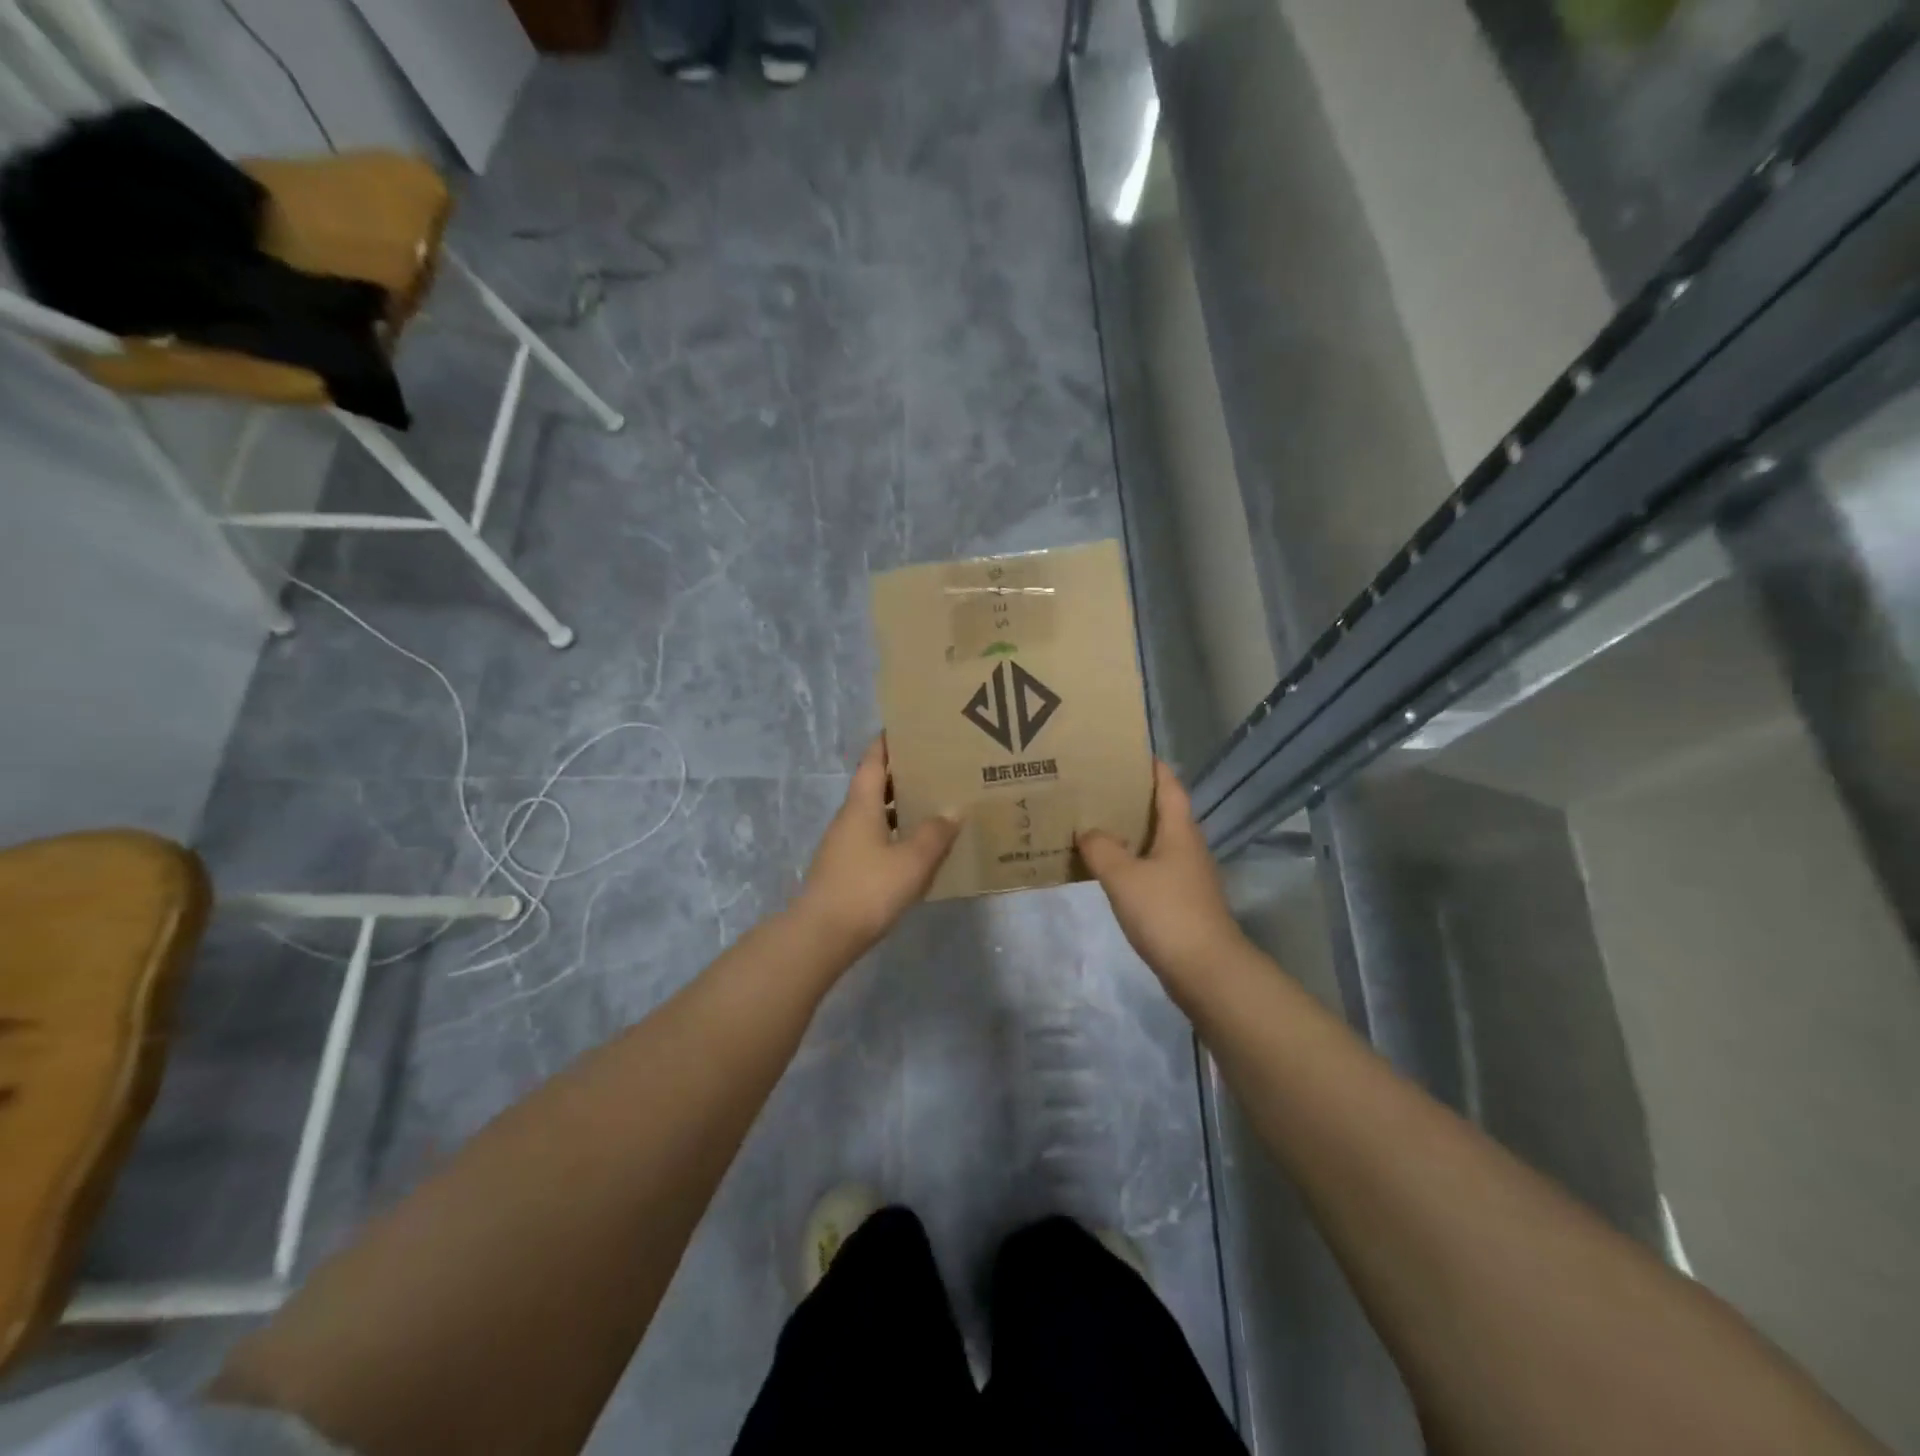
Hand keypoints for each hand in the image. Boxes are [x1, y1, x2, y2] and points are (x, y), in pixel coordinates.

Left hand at [793, 737, 958, 957]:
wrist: (821, 935)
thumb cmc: (867, 888)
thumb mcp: (911, 861)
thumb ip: (935, 834)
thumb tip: (953, 810)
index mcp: (861, 805)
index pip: (873, 761)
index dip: (888, 742)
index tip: (908, 728)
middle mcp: (849, 818)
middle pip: (875, 786)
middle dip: (902, 775)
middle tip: (935, 769)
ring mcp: (844, 845)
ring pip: (875, 814)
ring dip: (900, 807)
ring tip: (934, 806)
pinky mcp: (845, 869)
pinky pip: (874, 839)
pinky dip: (895, 834)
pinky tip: (917, 849)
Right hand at [1077, 760, 1244, 980]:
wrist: (1206, 970)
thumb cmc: (1167, 913)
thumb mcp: (1124, 876)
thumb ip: (1101, 848)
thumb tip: (1088, 831)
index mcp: (1180, 831)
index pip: (1169, 787)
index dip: (1152, 767)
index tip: (1127, 753)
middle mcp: (1187, 847)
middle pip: (1162, 812)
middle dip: (1132, 798)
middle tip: (1097, 788)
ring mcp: (1187, 876)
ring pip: (1156, 842)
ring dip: (1130, 831)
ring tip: (1095, 824)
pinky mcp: (1181, 901)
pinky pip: (1153, 869)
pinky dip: (1131, 861)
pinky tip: (1108, 869)